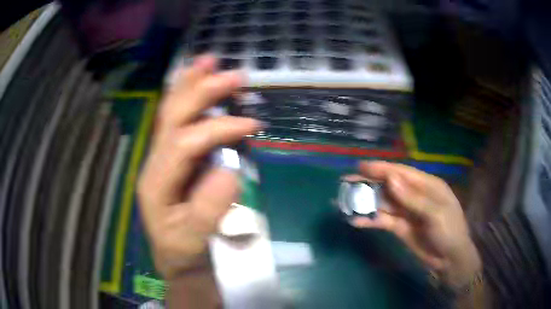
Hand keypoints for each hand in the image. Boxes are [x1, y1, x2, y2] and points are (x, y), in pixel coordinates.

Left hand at [137, 55, 260, 278]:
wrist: (177, 259)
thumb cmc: (185, 251)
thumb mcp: (194, 240)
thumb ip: (208, 210)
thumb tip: (230, 171)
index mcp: (157, 181)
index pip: (184, 142)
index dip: (217, 129)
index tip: (251, 125)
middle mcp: (155, 162)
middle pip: (173, 117)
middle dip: (201, 91)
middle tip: (232, 74)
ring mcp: (163, 157)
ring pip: (171, 113)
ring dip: (190, 85)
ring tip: (208, 61)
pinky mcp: (174, 159)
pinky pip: (178, 121)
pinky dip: (188, 98)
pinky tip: (197, 83)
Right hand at [352, 161, 480, 289]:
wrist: (449, 260)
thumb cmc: (449, 231)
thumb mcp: (435, 213)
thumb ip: (413, 198)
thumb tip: (390, 179)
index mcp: (427, 185)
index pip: (401, 173)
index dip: (381, 168)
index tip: (361, 166)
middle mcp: (414, 195)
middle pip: (388, 186)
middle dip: (368, 183)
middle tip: (346, 182)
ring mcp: (405, 212)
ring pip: (382, 203)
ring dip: (365, 202)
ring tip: (345, 201)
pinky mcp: (399, 227)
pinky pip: (382, 221)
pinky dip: (369, 220)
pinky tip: (356, 221)